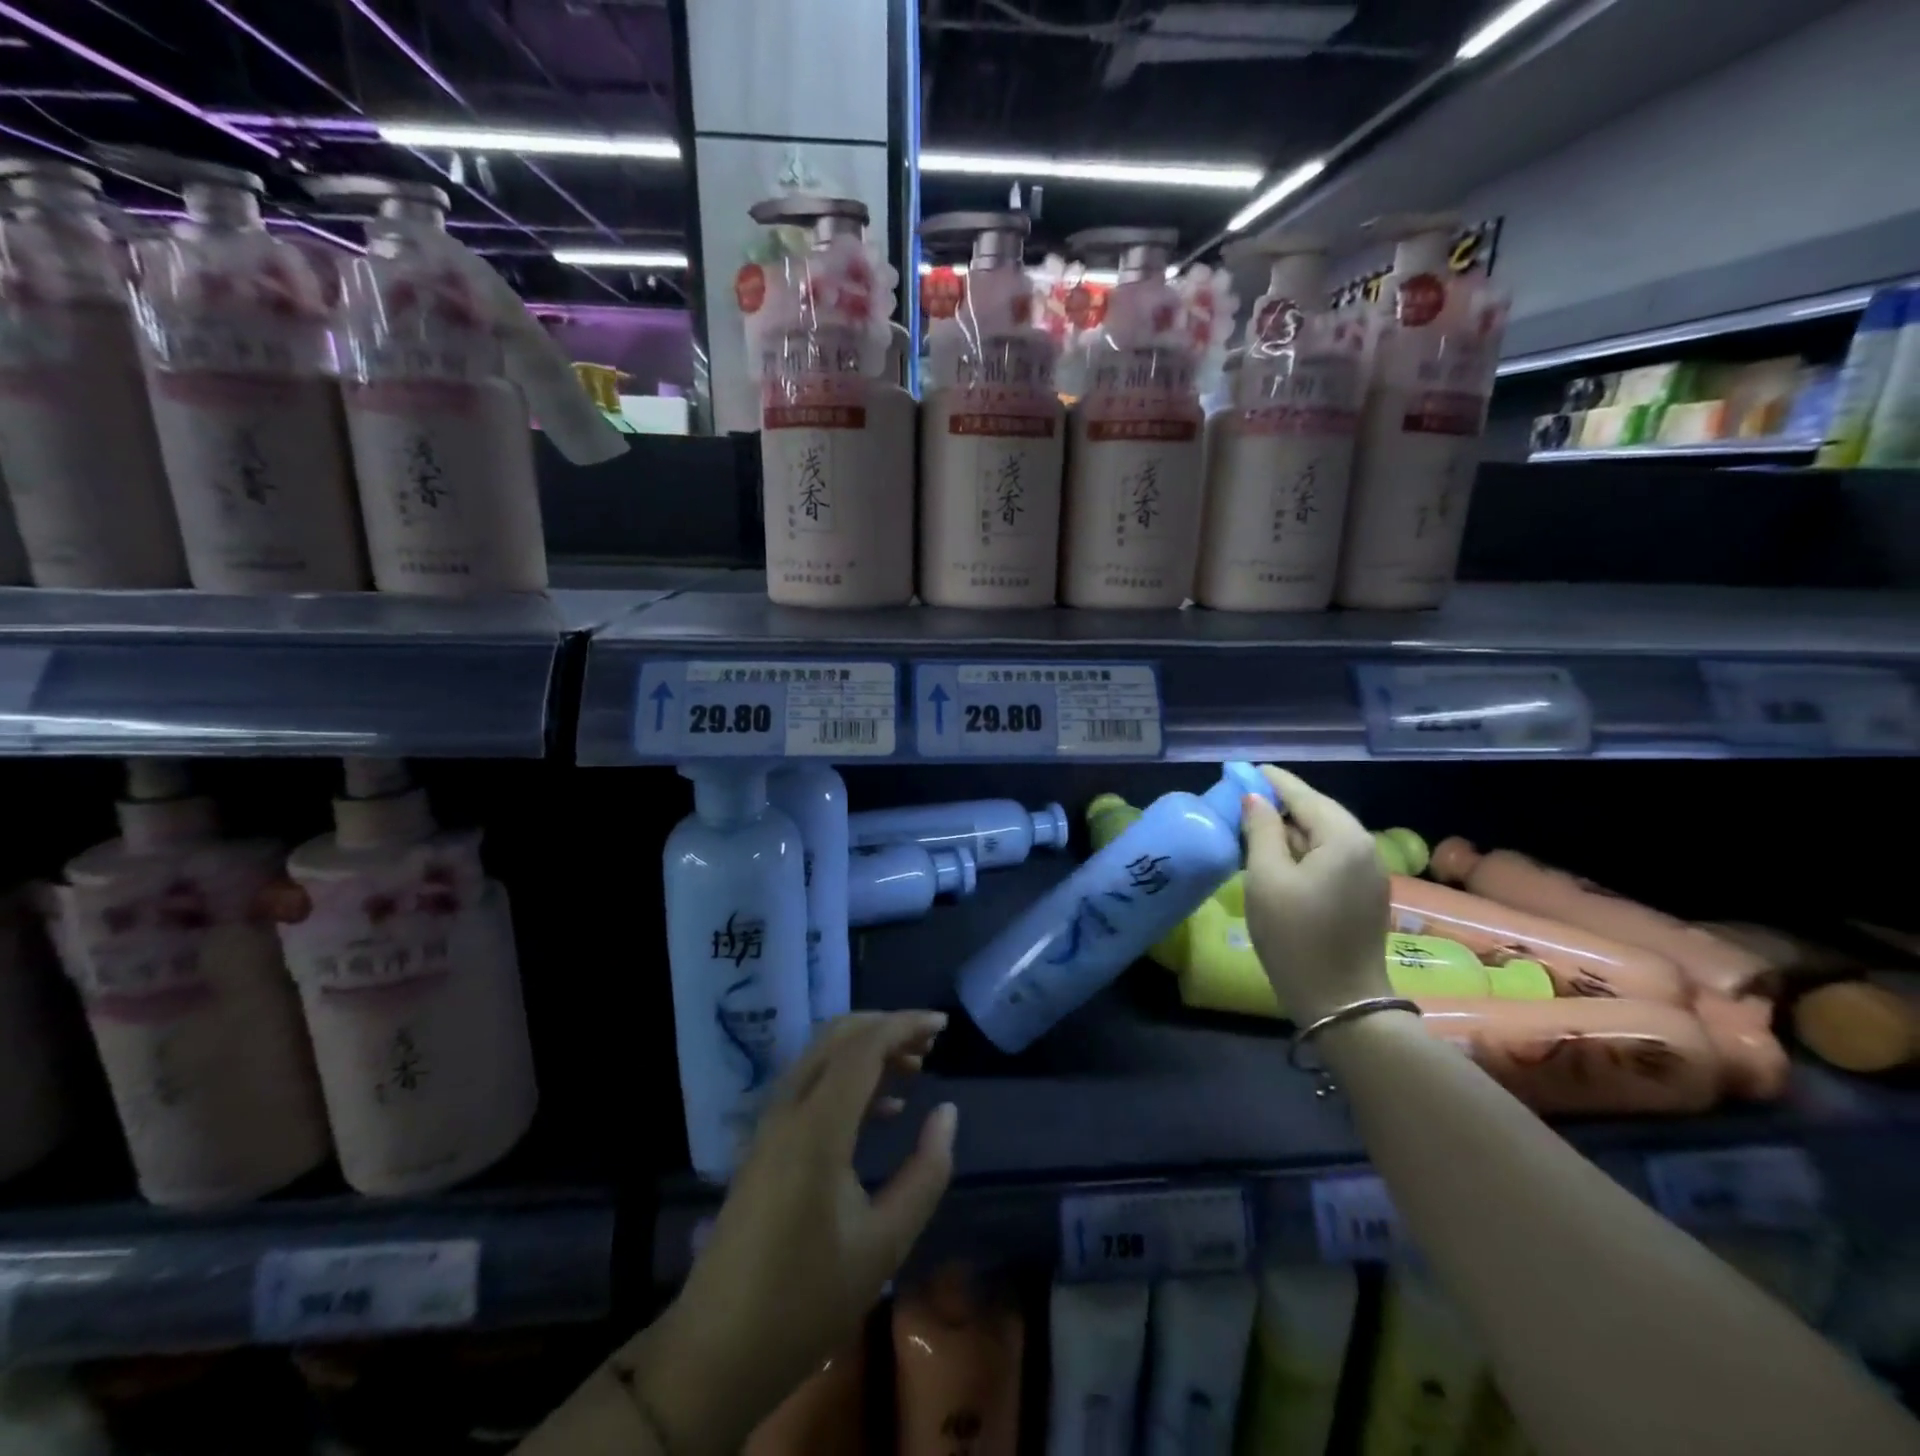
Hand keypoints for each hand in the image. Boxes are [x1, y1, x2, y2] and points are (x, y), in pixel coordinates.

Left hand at [630, 1012, 956, 1455]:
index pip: (863, 1047)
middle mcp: (788, 1111)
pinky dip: (848, 1079)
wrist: (716, 1352)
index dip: (905, 1025)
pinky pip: (810, 1086)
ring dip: (867, 1051)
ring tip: (915, 1069)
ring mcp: (770, 1125)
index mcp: (816, 1127)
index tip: (944, 1023)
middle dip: (886, 1028)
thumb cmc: (807, 1300)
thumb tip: (947, 1113)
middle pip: (837, 1037)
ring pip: (822, 1058)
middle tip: (930, 1044)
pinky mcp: (765, 1144)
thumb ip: (925, 1172)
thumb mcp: (884, 1243)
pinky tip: (883, 1110)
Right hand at [1241, 766, 1390, 1026]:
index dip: (1272, 780)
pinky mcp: (1363, 894)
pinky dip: (1303, 849)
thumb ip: (1261, 830)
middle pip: (1318, 812)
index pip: (1304, 795)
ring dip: (1290, 827)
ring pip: (1324, 835)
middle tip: (1243, 796)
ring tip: (1254, 824)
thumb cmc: (1296, 936)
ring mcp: (1368, 873)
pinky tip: (1278, 855)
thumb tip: (1254, 798)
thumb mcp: (1266, 878)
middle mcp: (1364, 848)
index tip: (1244, 768)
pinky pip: (1330, 856)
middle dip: (1282, 802)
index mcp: (1343, 839)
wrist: (1340, 1002)